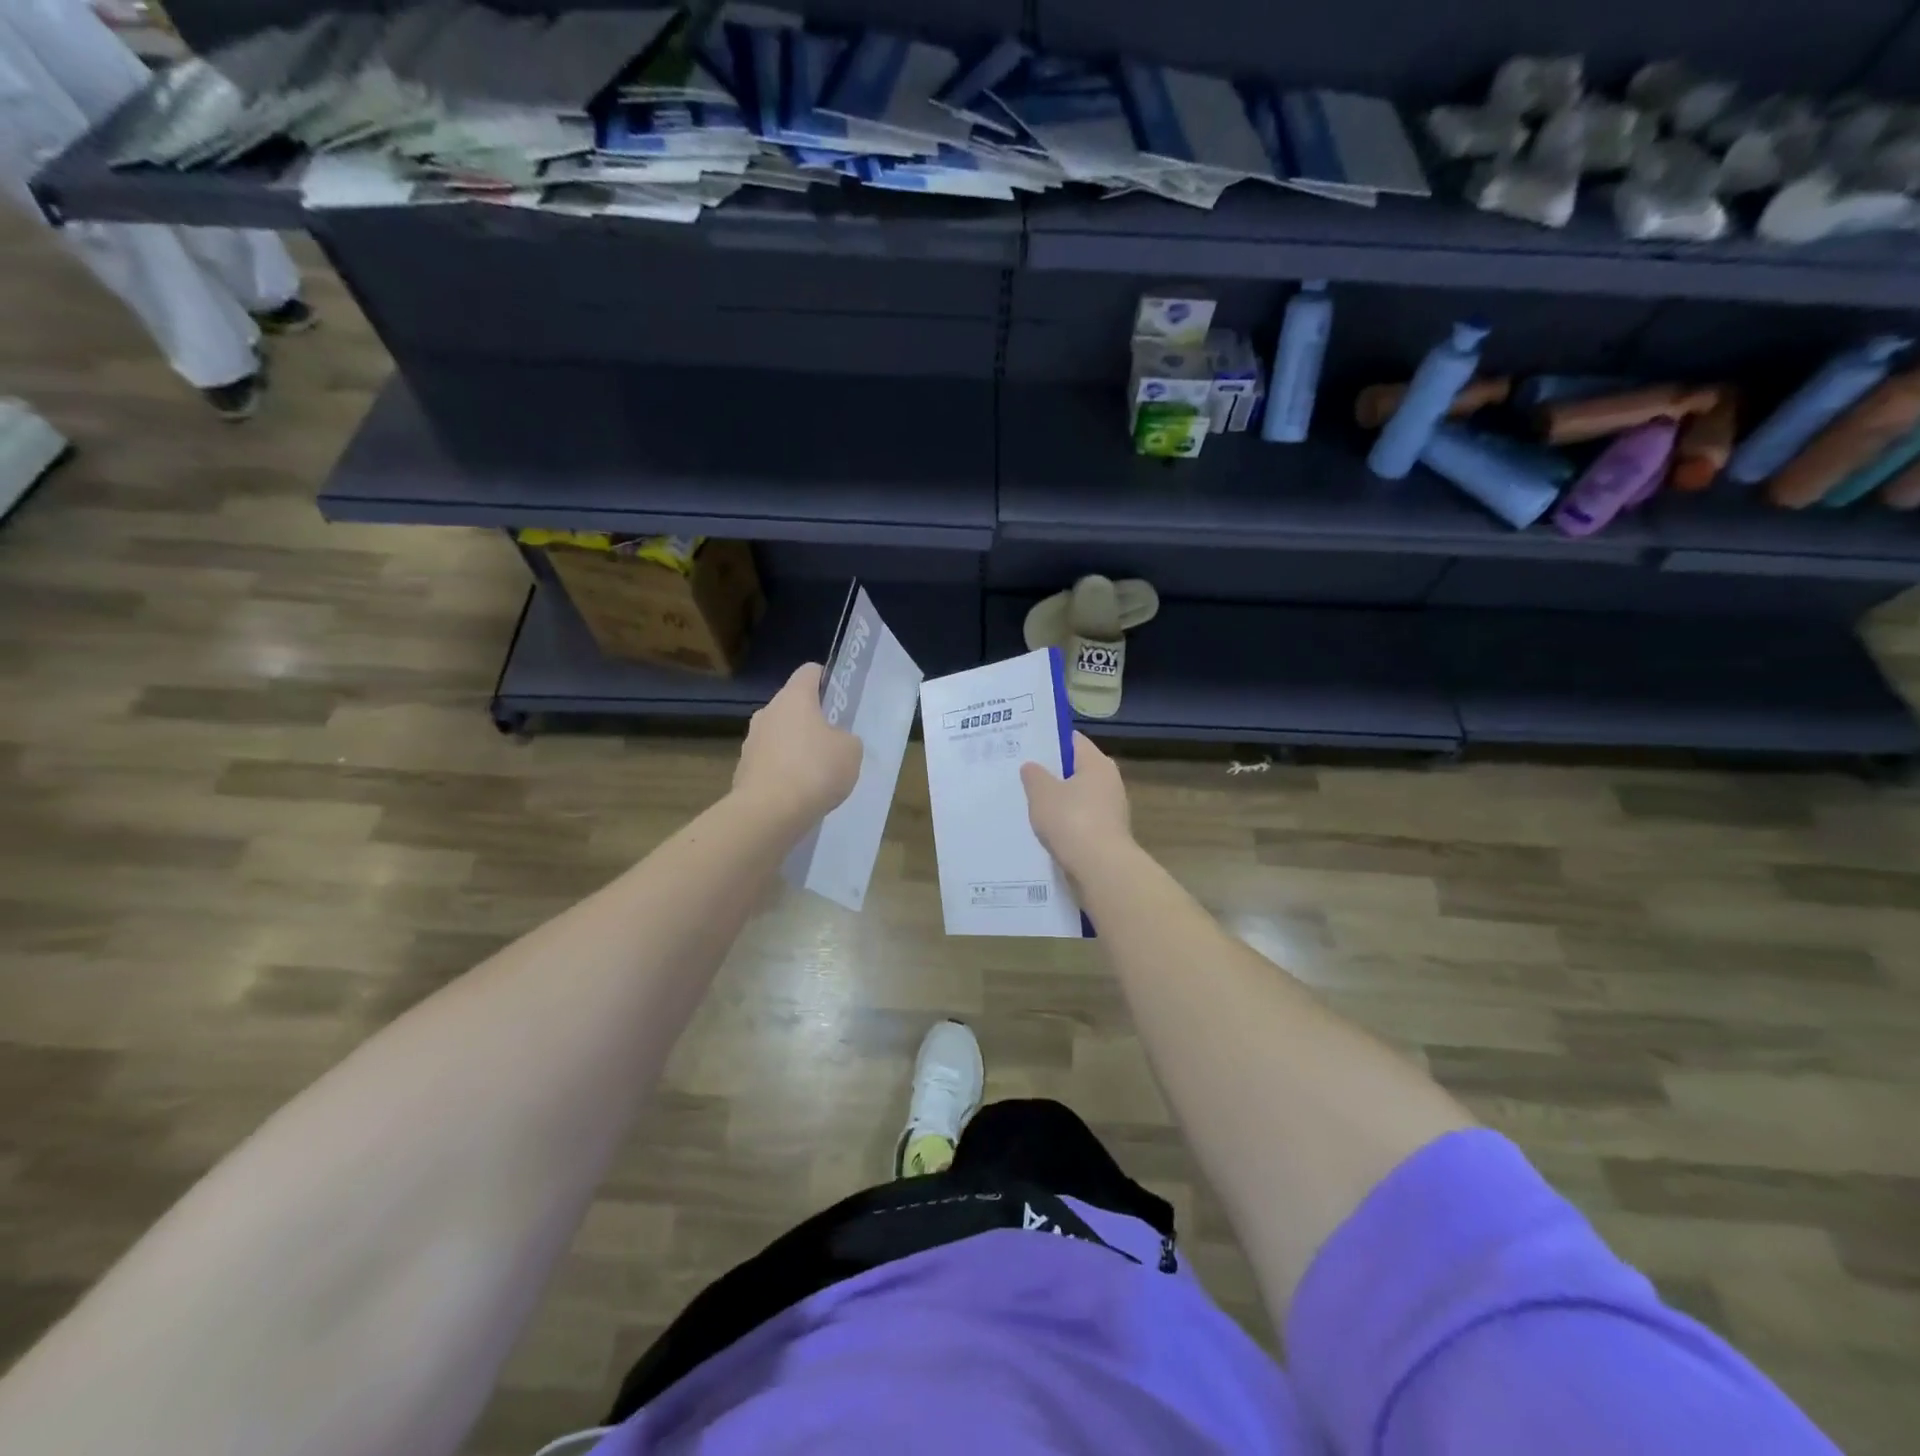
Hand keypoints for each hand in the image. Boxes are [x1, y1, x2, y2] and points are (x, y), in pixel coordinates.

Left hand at [734, 664, 862, 826]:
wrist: (769, 812)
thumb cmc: (815, 769)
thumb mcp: (850, 751)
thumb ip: (846, 738)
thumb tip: (835, 741)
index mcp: (794, 697)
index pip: (810, 671)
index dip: (827, 680)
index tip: (840, 700)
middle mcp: (767, 712)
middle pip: (792, 706)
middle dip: (812, 721)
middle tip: (833, 743)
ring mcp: (751, 741)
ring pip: (779, 735)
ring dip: (795, 748)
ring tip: (816, 775)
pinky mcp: (743, 770)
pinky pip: (770, 763)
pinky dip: (783, 773)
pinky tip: (798, 794)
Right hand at [1020, 732, 1130, 873]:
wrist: (1100, 868)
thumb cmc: (1071, 820)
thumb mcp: (1042, 793)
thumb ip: (1034, 775)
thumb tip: (1032, 766)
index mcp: (1097, 763)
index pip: (1072, 740)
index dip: (1049, 740)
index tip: (1026, 746)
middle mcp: (1109, 782)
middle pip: (1076, 769)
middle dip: (1051, 772)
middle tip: (1022, 774)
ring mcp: (1111, 810)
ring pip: (1078, 796)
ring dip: (1057, 800)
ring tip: (1028, 803)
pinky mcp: (1107, 834)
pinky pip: (1081, 820)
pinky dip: (1065, 822)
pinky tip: (1045, 829)